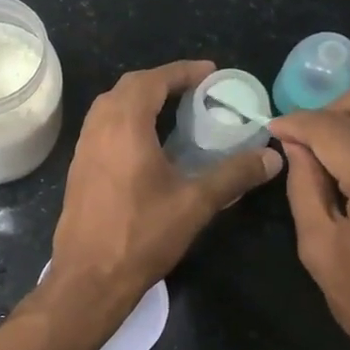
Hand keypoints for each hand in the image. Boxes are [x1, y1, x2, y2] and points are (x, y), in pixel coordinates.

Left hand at [46, 60, 281, 322]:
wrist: (89, 278)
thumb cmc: (142, 236)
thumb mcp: (195, 204)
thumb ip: (233, 175)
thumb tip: (272, 157)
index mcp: (124, 127)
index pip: (151, 81)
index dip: (181, 72)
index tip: (209, 72)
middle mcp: (98, 130)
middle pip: (127, 88)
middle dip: (160, 81)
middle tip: (193, 90)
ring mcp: (82, 150)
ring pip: (109, 108)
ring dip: (139, 101)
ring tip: (172, 112)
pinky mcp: (78, 170)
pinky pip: (101, 130)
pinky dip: (124, 122)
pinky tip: (145, 144)